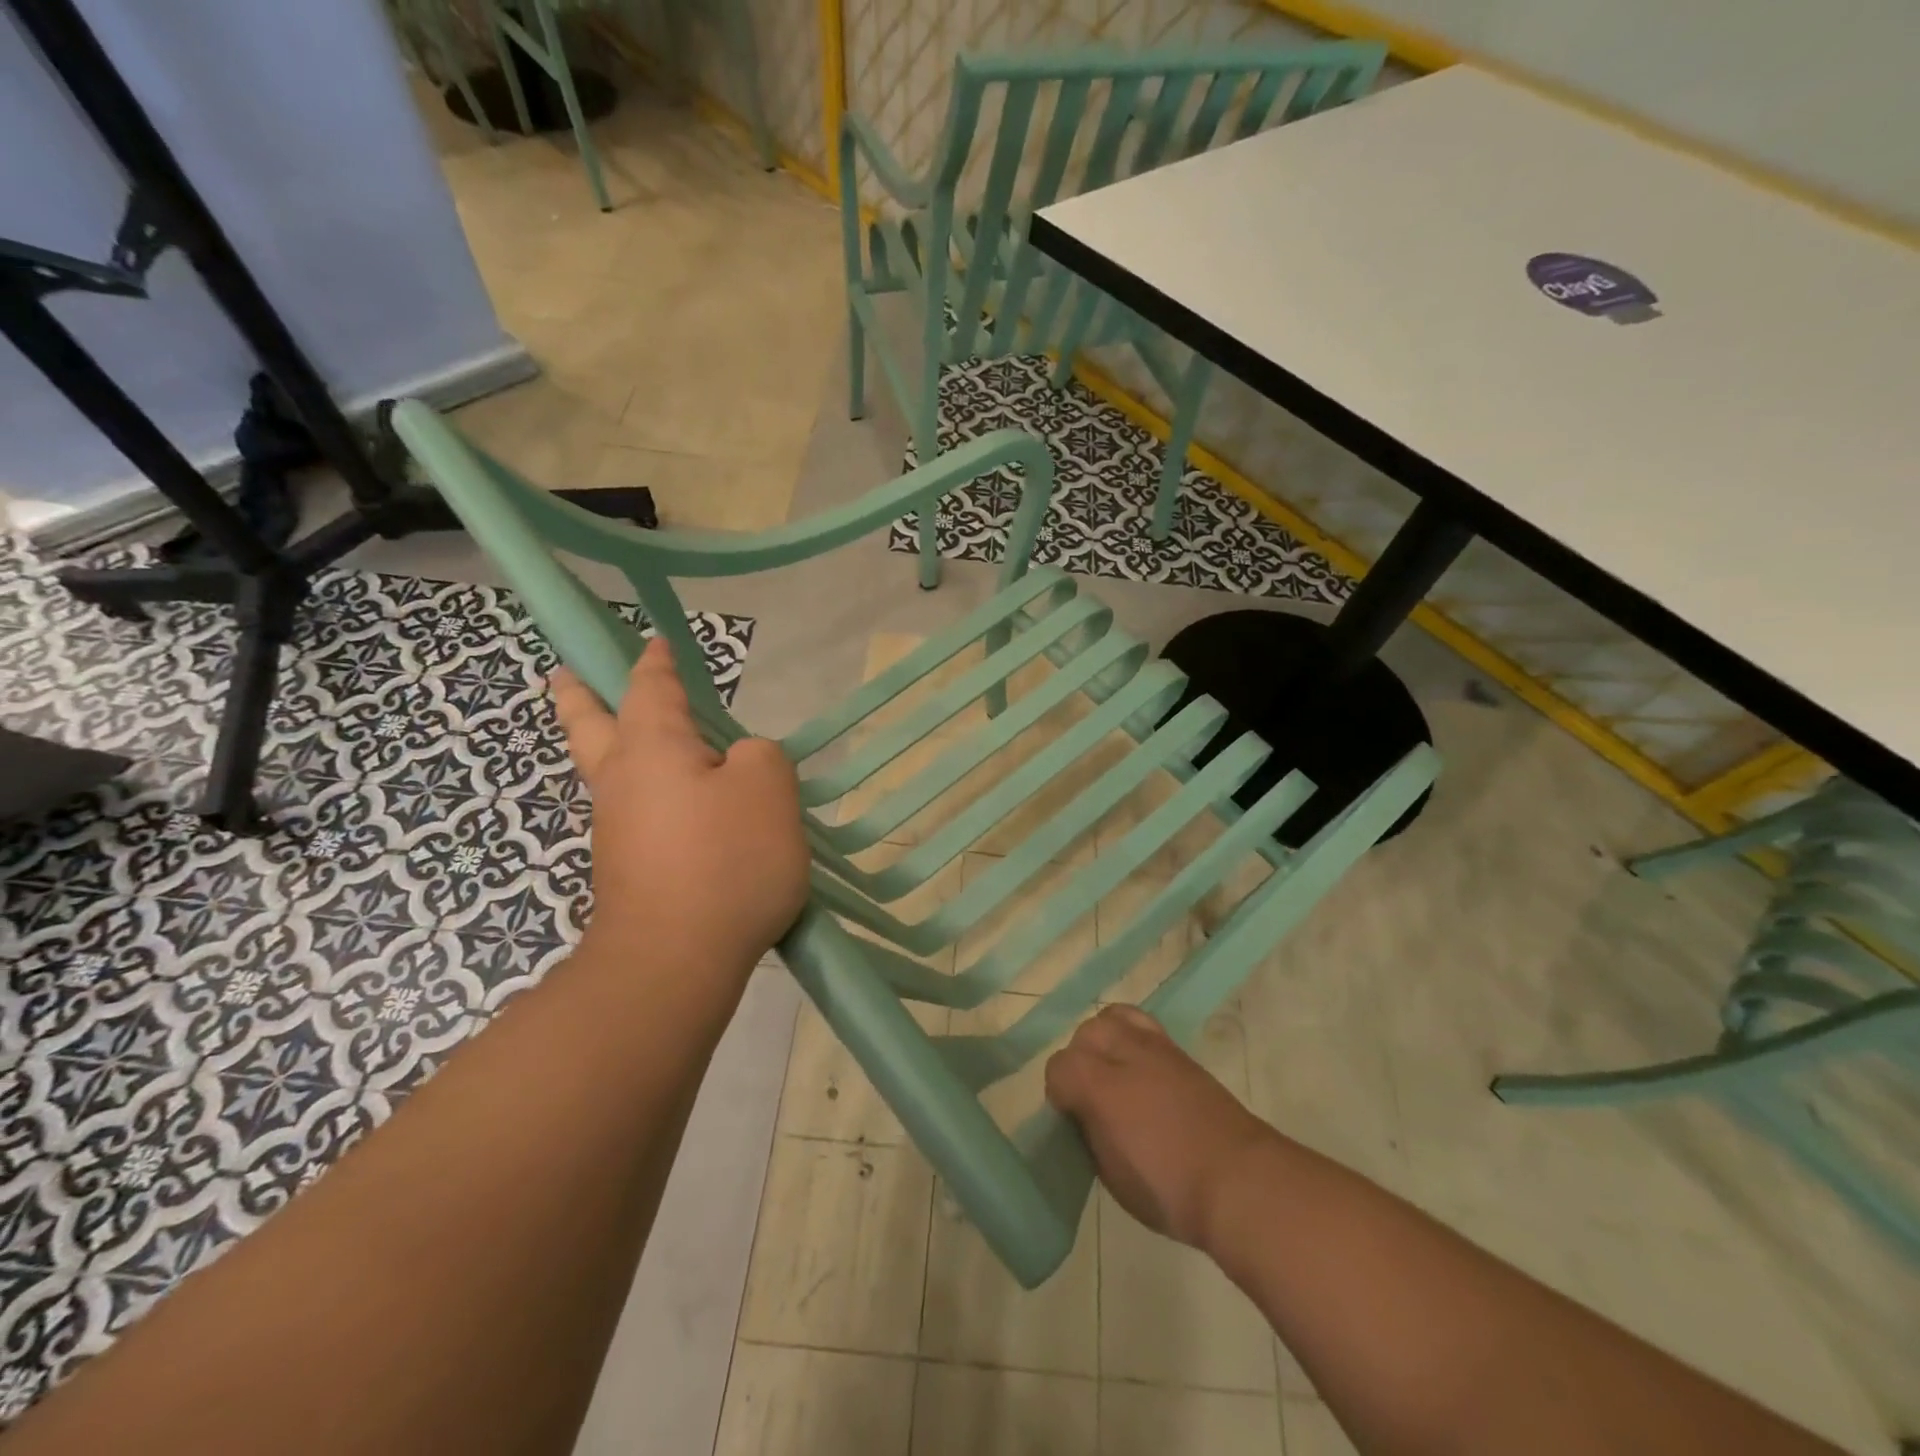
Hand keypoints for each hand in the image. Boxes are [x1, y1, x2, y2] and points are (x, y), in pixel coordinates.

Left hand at [550, 638, 809, 975]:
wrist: (675, 960)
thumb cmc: (725, 860)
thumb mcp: (768, 788)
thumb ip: (760, 755)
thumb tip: (738, 762)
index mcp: (652, 748)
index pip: (651, 689)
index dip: (656, 664)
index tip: (655, 644)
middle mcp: (622, 782)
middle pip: (590, 727)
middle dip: (580, 698)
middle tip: (564, 677)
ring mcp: (617, 831)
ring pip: (609, 775)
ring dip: (609, 749)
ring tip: (628, 739)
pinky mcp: (627, 872)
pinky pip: (635, 817)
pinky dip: (645, 799)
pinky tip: (678, 812)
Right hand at [1045, 1006, 1278, 1250]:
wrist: (1241, 1182)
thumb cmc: (1170, 1190)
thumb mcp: (1112, 1176)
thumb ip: (1091, 1134)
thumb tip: (1086, 1116)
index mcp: (1099, 1086)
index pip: (1059, 1067)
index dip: (1058, 1093)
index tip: (1070, 1120)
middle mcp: (1124, 1053)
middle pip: (1085, 1034)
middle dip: (1080, 1061)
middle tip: (1091, 1097)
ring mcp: (1155, 1047)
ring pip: (1113, 1018)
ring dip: (1105, 1041)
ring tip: (1113, 1073)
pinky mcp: (1180, 1051)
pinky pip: (1143, 1024)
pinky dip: (1132, 1037)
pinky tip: (1140, 1069)